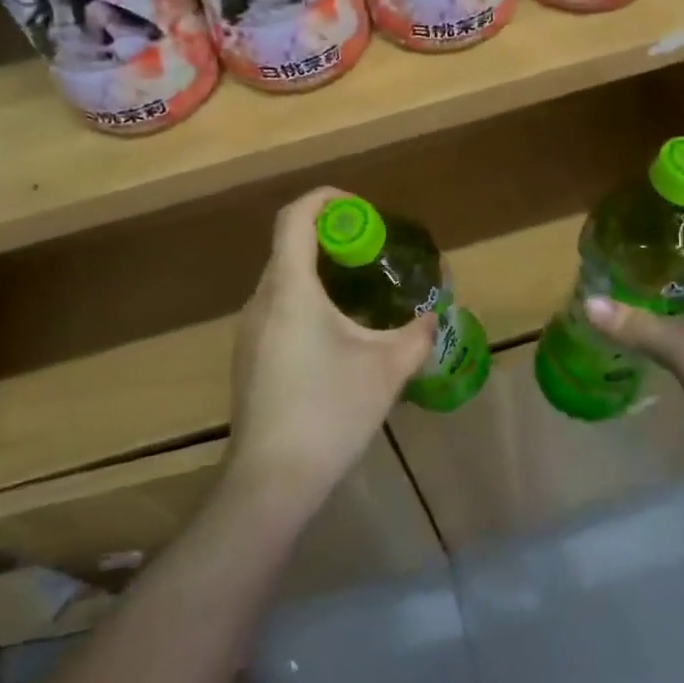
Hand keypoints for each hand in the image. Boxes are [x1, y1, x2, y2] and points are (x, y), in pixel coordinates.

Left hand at [224, 188, 433, 516]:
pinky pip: (279, 307)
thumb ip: (416, 334)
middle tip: (375, 253)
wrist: (270, 482)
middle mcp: (262, 300)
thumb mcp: (387, 369)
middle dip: (334, 238)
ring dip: (322, 272)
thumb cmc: (329, 413)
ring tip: (363, 293)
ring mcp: (249, 330)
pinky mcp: (249, 356)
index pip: (296, 216)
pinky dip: (309, 300)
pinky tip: (338, 336)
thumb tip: (434, 315)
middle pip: (291, 245)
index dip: (328, 200)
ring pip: (285, 279)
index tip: (364, 212)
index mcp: (289, 289)